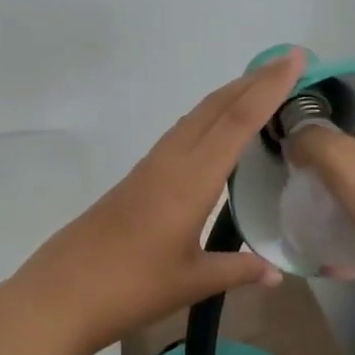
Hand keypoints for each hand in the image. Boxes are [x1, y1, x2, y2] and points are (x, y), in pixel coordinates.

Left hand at [9, 49, 304, 353]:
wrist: (61, 295)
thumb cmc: (131, 288)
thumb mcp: (192, 282)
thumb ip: (237, 270)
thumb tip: (277, 274)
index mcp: (190, 181)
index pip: (236, 123)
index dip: (268, 89)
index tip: (294, 59)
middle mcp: (169, 163)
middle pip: (213, 109)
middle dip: (251, 82)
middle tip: (286, 64)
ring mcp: (148, 169)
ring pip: (193, 119)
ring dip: (226, 98)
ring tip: (257, 90)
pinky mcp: (134, 180)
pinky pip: (178, 137)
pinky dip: (205, 121)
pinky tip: (213, 134)